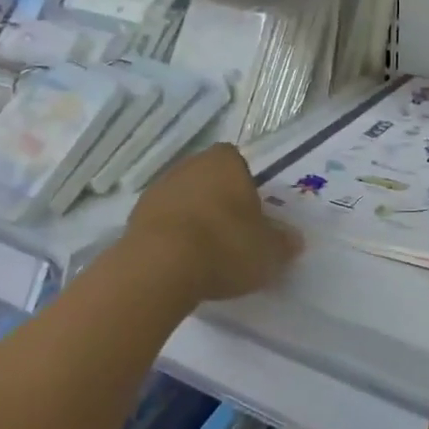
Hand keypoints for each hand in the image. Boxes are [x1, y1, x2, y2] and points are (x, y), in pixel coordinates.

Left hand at [127, 144, 300, 301]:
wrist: (160, 267)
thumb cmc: (225, 246)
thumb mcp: (268, 251)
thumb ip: (283, 243)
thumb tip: (294, 239)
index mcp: (225, 162)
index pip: (238, 161)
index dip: (246, 185)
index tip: (252, 212)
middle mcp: (189, 166)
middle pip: (209, 179)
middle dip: (219, 201)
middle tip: (233, 234)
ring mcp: (158, 190)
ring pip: (184, 199)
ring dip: (193, 218)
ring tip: (206, 253)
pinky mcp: (135, 217)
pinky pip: (163, 222)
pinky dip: (172, 236)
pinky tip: (182, 262)